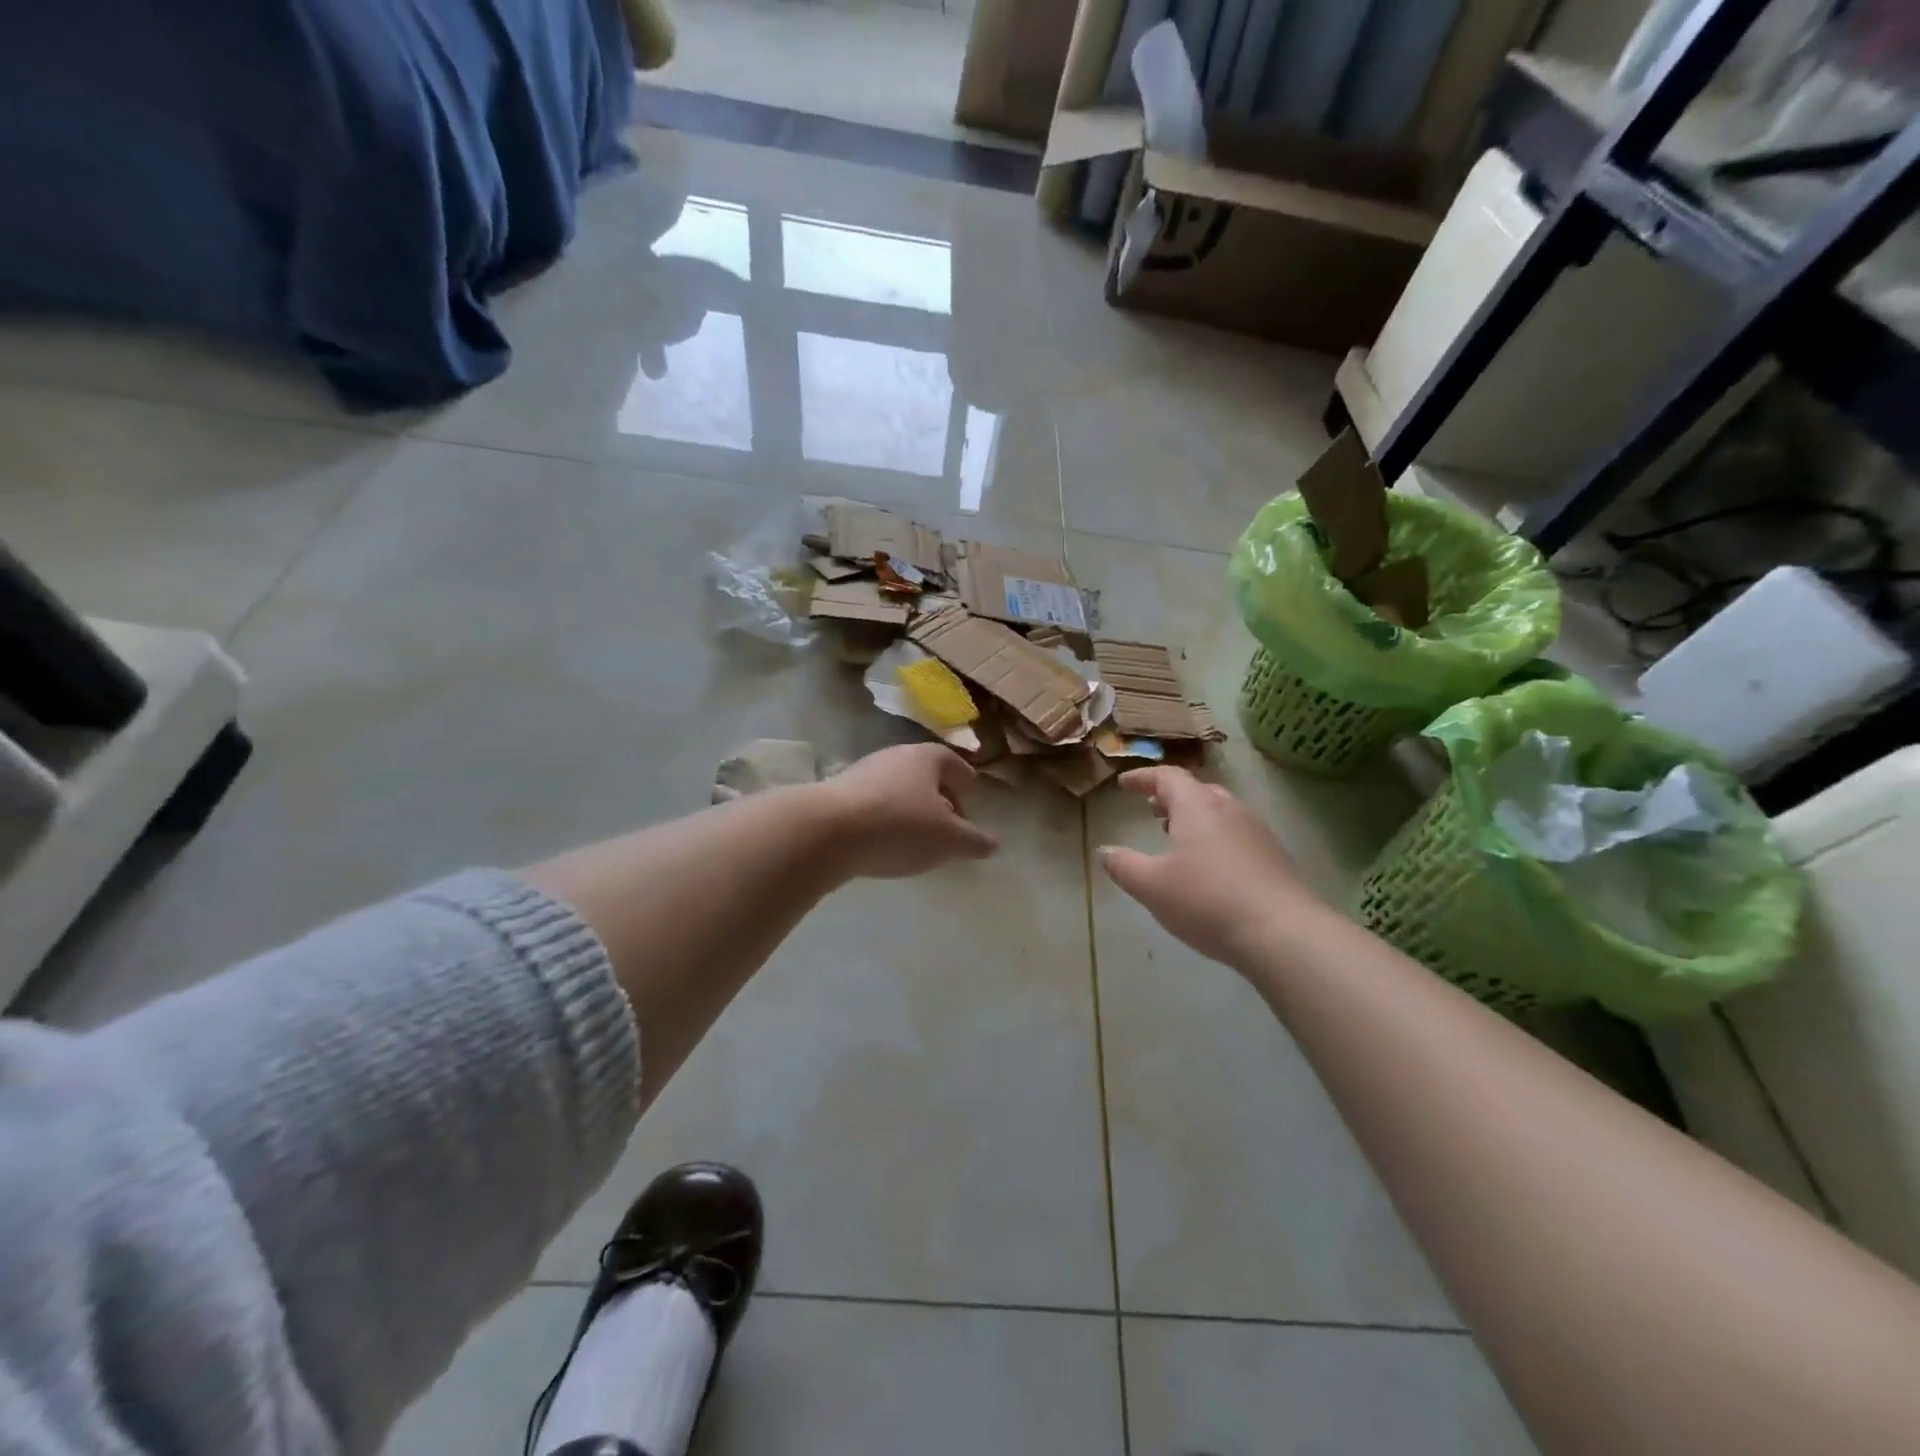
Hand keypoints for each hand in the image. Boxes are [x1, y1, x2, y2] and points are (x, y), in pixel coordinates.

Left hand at [818, 744, 998, 879]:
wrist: (827, 830)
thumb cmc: (899, 826)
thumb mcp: (948, 839)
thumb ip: (974, 841)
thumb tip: (993, 844)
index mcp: (927, 757)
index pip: (957, 766)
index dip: (968, 789)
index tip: (969, 814)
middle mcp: (896, 755)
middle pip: (926, 776)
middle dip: (939, 801)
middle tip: (946, 831)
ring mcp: (864, 771)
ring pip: (898, 789)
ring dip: (910, 811)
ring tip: (914, 842)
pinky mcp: (838, 792)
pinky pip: (873, 804)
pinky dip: (884, 820)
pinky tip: (882, 845)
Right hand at [1098, 767, 1324, 968]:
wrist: (1283, 933)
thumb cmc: (1207, 900)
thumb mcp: (1151, 886)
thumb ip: (1123, 866)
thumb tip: (1105, 851)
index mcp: (1196, 806)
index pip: (1167, 777)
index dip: (1143, 778)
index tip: (1124, 784)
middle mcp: (1228, 809)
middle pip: (1197, 790)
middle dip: (1170, 796)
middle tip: (1151, 808)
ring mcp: (1256, 831)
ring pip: (1219, 811)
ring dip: (1193, 817)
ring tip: (1176, 835)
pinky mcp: (1273, 857)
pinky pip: (1235, 833)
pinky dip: (1214, 836)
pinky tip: (1208, 866)